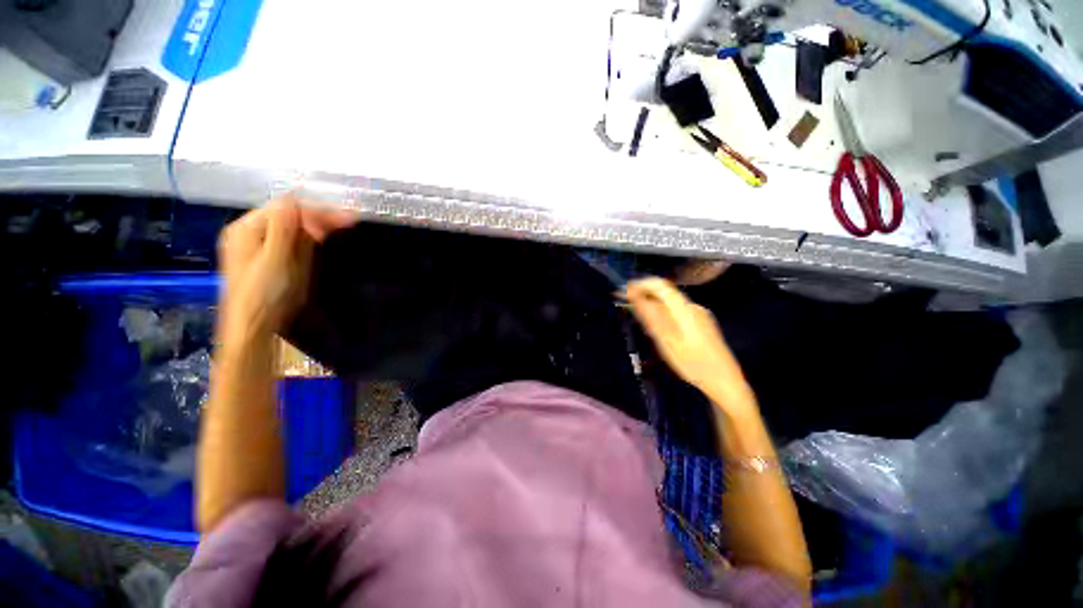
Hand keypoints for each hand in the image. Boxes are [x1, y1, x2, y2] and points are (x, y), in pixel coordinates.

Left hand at [217, 197, 355, 341]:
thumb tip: (294, 198)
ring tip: (340, 227)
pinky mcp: (272, 259)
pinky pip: (293, 241)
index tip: (345, 219)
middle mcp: (252, 232)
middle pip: (289, 215)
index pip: (285, 207)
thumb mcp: (275, 259)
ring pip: (293, 228)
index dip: (315, 210)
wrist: (255, 328)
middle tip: (350, 222)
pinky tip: (323, 239)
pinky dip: (310, 239)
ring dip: (317, 227)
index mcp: (247, 228)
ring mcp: (262, 246)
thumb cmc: (263, 294)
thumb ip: (284, 227)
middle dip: (318, 217)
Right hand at [625, 277, 753, 411]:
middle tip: (628, 310)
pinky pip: (677, 313)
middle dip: (645, 297)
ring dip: (653, 308)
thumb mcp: (667, 341)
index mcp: (685, 309)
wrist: (726, 382)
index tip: (624, 291)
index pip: (660, 285)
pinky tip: (659, 332)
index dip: (641, 284)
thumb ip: (650, 316)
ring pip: (670, 305)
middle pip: (665, 294)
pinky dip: (663, 317)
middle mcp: (693, 307)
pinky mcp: (702, 324)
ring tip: (641, 324)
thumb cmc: (693, 364)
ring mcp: (700, 315)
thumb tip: (634, 296)